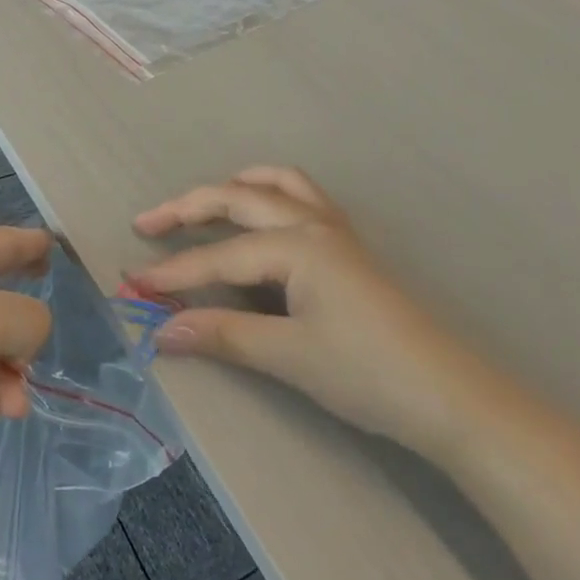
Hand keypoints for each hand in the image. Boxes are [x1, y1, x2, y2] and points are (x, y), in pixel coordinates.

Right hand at [131, 167, 483, 455]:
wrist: (449, 395)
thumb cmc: (367, 372)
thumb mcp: (289, 356)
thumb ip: (224, 334)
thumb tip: (161, 330)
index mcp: (296, 244)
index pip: (219, 255)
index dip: (173, 272)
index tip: (131, 284)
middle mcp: (312, 222)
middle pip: (238, 198)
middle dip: (188, 208)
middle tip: (147, 223)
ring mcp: (335, 229)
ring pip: (276, 184)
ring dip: (235, 187)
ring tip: (204, 204)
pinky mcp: (349, 245)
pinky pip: (302, 197)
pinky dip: (270, 193)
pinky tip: (262, 219)